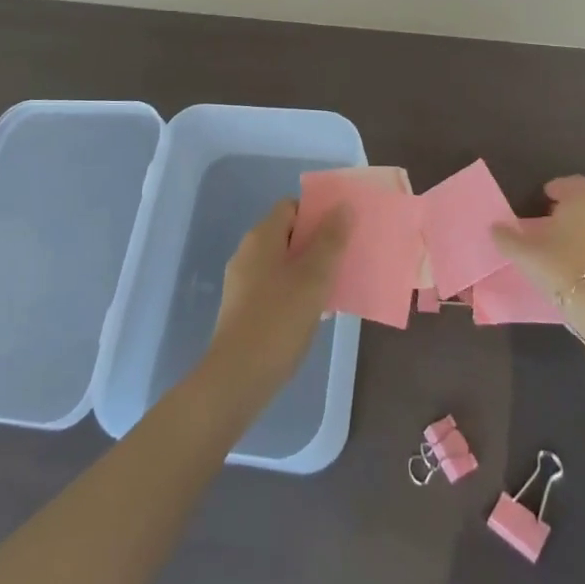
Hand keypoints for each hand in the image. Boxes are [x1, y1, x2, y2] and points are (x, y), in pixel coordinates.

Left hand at [205, 199, 350, 404]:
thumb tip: (342, 206)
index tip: (343, 227)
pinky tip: (316, 312)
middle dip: (318, 242)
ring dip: (309, 270)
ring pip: (283, 263)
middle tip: (346, 256)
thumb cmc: (279, 319)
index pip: (291, 206)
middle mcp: (248, 253)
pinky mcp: (244, 309)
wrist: (237, 377)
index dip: (317, 212)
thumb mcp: (314, 277)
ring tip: (337, 285)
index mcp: (262, 237)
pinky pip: (276, 287)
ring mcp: (243, 282)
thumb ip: (330, 240)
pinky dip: (296, 291)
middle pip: (288, 234)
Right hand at [493, 175, 584, 305]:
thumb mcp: (525, 253)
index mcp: (579, 203)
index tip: (547, 194)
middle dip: (579, 204)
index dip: (561, 186)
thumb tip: (494, 227)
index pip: (575, 182)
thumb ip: (508, 239)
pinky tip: (577, 262)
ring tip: (565, 242)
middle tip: (558, 215)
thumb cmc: (561, 266)